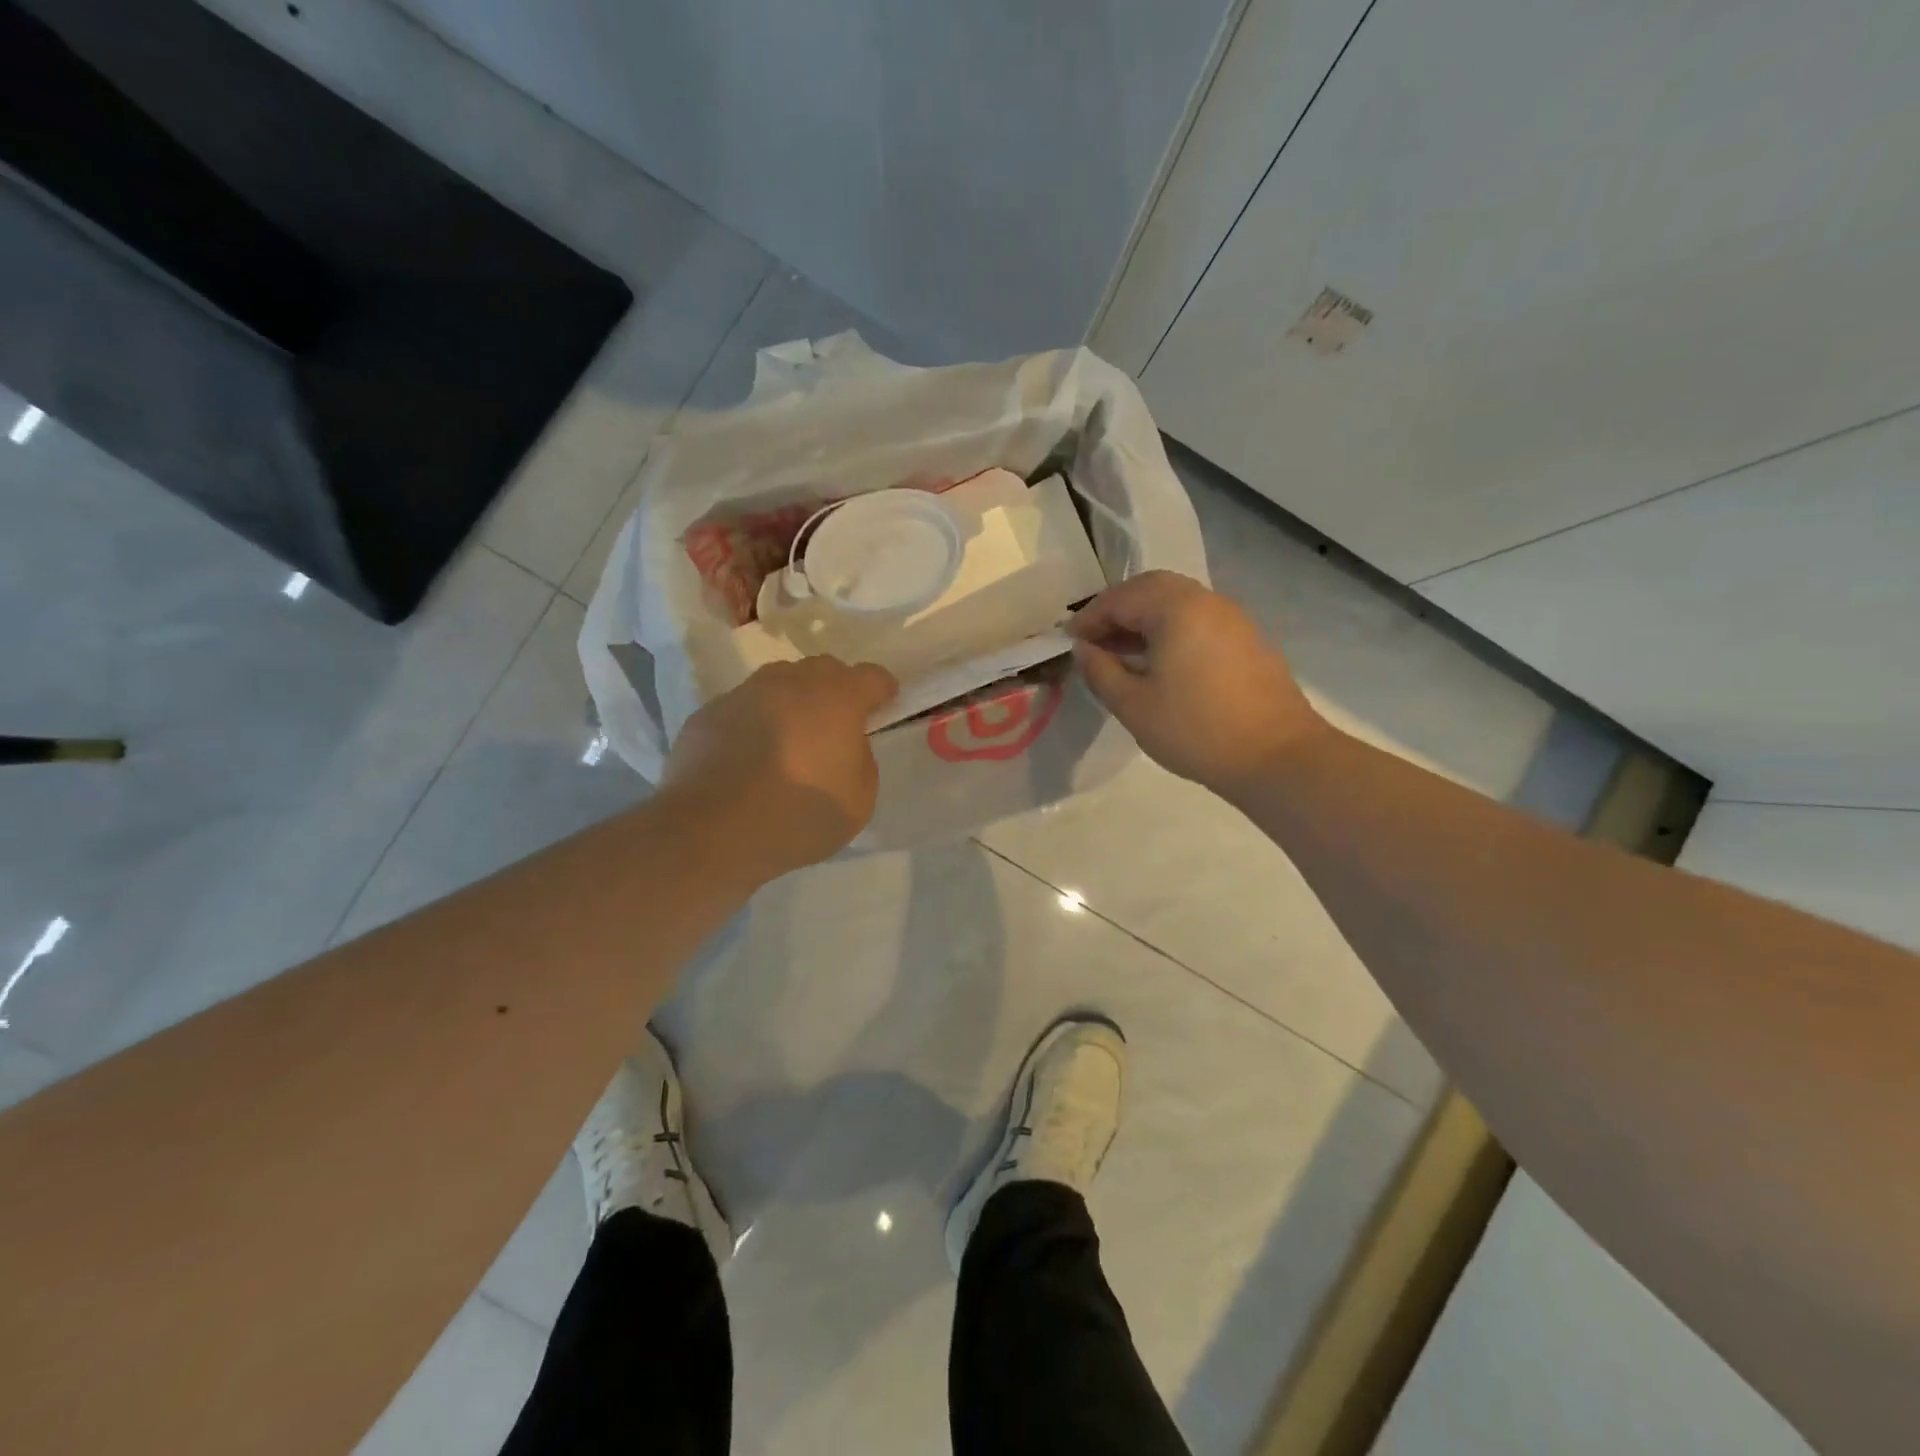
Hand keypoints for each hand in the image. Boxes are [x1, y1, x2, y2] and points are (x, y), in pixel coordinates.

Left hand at [661, 656, 897, 880]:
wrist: (712, 830)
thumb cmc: (799, 815)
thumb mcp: (859, 799)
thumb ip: (861, 761)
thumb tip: (845, 746)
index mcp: (837, 699)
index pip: (871, 677)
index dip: (882, 688)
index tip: (886, 702)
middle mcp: (790, 683)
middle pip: (822, 670)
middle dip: (835, 689)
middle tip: (836, 722)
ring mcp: (744, 694)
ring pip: (777, 683)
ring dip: (791, 701)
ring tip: (790, 737)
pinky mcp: (707, 714)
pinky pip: (742, 709)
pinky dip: (753, 723)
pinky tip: (748, 757)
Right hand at [1070, 571, 1324, 796]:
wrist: (1277, 757)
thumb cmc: (1196, 730)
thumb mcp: (1133, 705)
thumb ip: (1100, 671)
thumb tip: (1083, 649)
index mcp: (1176, 608)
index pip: (1120, 598)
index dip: (1089, 618)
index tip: (1068, 643)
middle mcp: (1206, 600)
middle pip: (1151, 589)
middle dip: (1117, 611)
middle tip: (1093, 641)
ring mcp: (1232, 618)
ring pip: (1177, 604)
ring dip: (1144, 621)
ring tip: (1121, 655)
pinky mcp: (1247, 640)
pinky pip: (1198, 621)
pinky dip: (1170, 631)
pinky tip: (1158, 665)